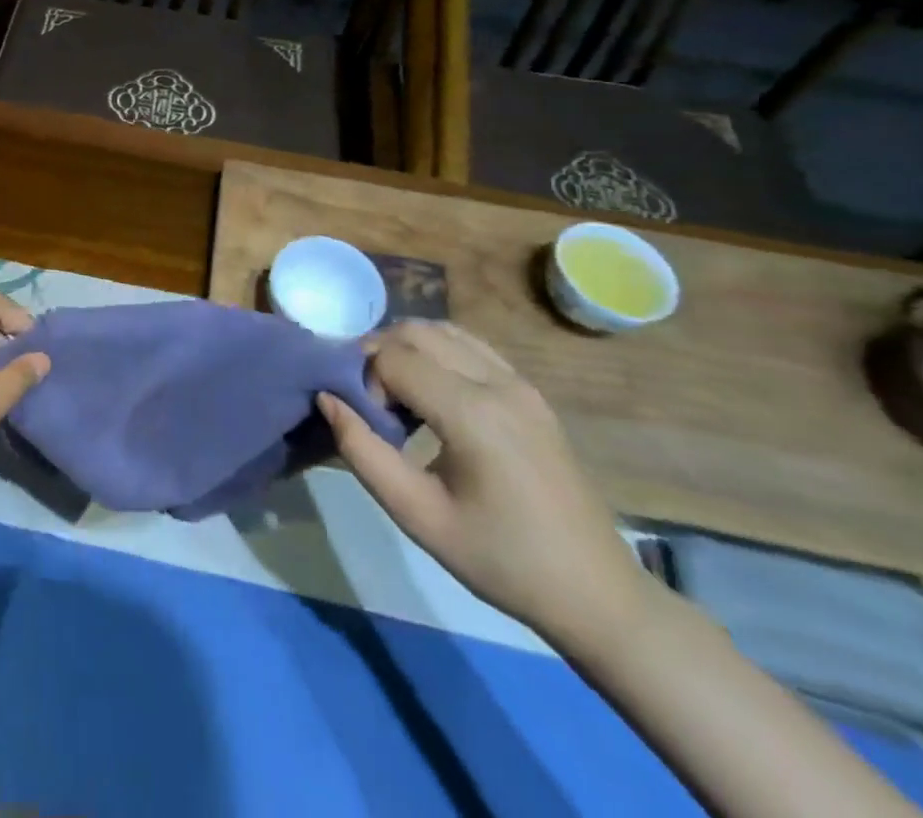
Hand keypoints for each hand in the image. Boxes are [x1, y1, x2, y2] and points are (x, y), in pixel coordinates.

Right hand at [318, 320, 651, 654]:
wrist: (594, 593)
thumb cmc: (500, 560)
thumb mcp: (417, 516)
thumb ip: (362, 452)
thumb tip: (328, 398)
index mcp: (474, 414)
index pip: (393, 358)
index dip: (366, 382)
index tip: (371, 425)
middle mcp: (499, 383)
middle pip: (416, 331)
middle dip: (381, 356)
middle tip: (373, 404)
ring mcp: (520, 382)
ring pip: (443, 330)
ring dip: (408, 350)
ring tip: (400, 398)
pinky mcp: (530, 390)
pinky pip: (470, 346)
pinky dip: (438, 353)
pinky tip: (434, 395)